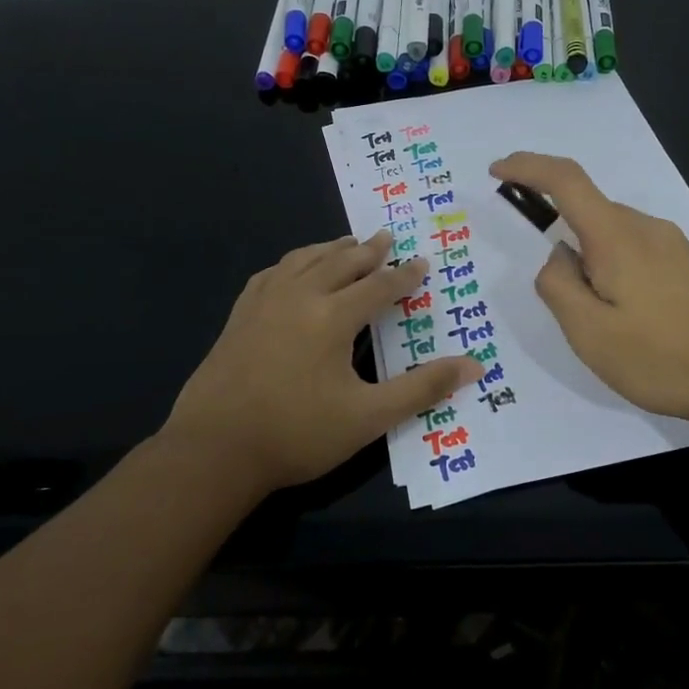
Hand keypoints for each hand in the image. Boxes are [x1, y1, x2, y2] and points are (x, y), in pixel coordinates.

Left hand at [162, 232, 482, 494]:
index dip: (404, 275)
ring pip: (303, 261)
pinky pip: (271, 274)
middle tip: (386, 237)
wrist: (214, 451)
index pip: (378, 286)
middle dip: (367, 250)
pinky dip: (292, 264)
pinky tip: (292, 270)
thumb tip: (474, 365)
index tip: (421, 262)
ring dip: (330, 249)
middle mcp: (298, 297)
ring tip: (345, 243)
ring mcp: (263, 303)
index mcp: (332, 316)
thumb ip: (422, 388)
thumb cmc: (297, 434)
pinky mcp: (239, 316)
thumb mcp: (369, 417)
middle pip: (340, 262)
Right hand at [489, 152, 688, 434]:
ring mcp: (674, 246)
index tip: (497, 170)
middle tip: (567, 306)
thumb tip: (558, 257)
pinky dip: (616, 274)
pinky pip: (637, 254)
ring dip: (592, 267)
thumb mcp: (590, 333)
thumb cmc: (663, 358)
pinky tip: (633, 323)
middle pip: (589, 214)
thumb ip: (559, 287)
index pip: (566, 180)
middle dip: (563, 245)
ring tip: (605, 327)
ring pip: (614, 238)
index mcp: (616, 237)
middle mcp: (646, 229)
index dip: (527, 167)